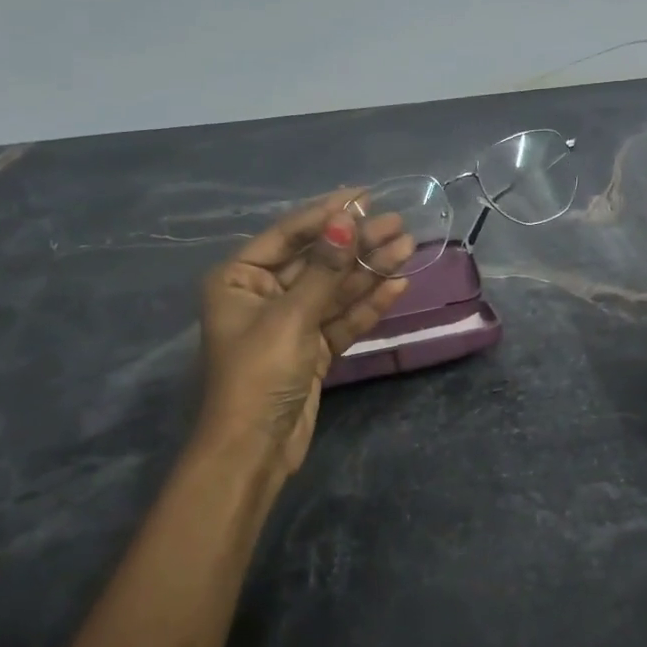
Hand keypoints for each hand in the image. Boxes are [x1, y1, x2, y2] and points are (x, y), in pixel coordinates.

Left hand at [196, 192, 413, 485]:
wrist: (254, 450)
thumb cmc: (259, 375)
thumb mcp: (291, 317)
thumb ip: (323, 270)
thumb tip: (346, 221)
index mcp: (239, 279)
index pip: (288, 235)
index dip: (327, 214)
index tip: (365, 196)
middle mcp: (263, 295)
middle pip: (317, 260)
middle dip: (356, 243)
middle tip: (398, 224)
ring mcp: (290, 323)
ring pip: (335, 289)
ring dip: (369, 270)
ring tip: (407, 247)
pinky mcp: (312, 350)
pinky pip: (342, 318)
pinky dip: (368, 304)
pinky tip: (397, 284)